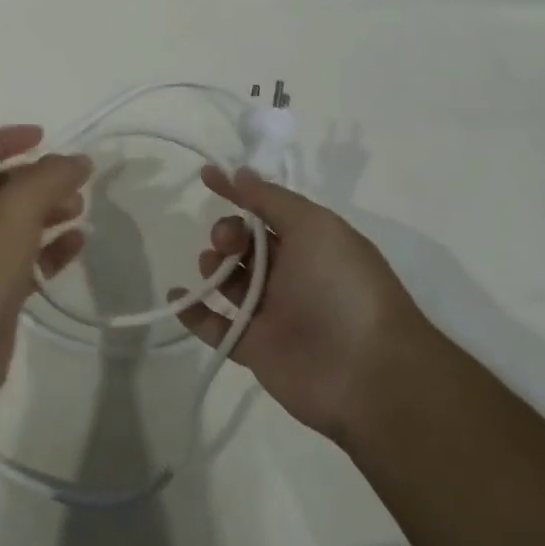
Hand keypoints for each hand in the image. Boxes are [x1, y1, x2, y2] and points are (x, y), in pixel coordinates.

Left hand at [0, 126, 91, 402]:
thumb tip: (79, 160)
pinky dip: (51, 249)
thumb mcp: (15, 208)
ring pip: (15, 225)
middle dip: (36, 180)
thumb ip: (50, 177)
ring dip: (47, 212)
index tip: (43, 136)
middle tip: (72, 180)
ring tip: (80, 208)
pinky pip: (26, 261)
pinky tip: (78, 244)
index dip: (5, 139)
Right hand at [176, 166, 424, 445]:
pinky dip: (193, 311)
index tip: (206, 176)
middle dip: (227, 233)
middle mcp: (291, 274)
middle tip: (229, 242)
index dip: (237, 191)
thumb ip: (272, 199)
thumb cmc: (343, 286)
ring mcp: (272, 312)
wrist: (367, 372)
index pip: (266, 209)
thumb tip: (240, 173)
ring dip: (212, 265)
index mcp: (310, 243)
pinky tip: (177, 296)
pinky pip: (217, 326)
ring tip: (212, 267)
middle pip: (244, 244)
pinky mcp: (255, 348)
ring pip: (229, 280)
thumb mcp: (314, 226)